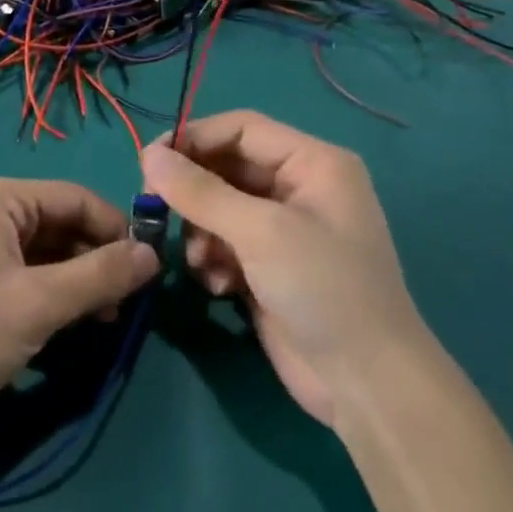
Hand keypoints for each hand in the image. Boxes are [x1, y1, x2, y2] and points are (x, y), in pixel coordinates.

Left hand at [0, 179, 157, 442]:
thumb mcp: (39, 303)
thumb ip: (100, 275)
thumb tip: (153, 254)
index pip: (76, 198)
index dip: (116, 230)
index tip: (149, 271)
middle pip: (61, 224)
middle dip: (96, 262)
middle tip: (125, 307)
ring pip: (46, 253)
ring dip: (78, 282)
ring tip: (102, 321)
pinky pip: (25, 274)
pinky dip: (52, 295)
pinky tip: (70, 325)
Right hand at [141, 112, 425, 427]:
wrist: (365, 383)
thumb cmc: (323, 288)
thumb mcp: (260, 232)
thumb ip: (200, 192)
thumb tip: (148, 155)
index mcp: (312, 163)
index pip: (241, 128)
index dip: (194, 138)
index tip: (148, 161)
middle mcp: (298, 188)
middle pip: (226, 168)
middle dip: (193, 192)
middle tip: (154, 209)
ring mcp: (283, 230)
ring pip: (218, 208)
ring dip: (200, 232)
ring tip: (201, 262)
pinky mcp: (268, 266)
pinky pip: (224, 244)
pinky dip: (212, 259)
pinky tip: (217, 286)